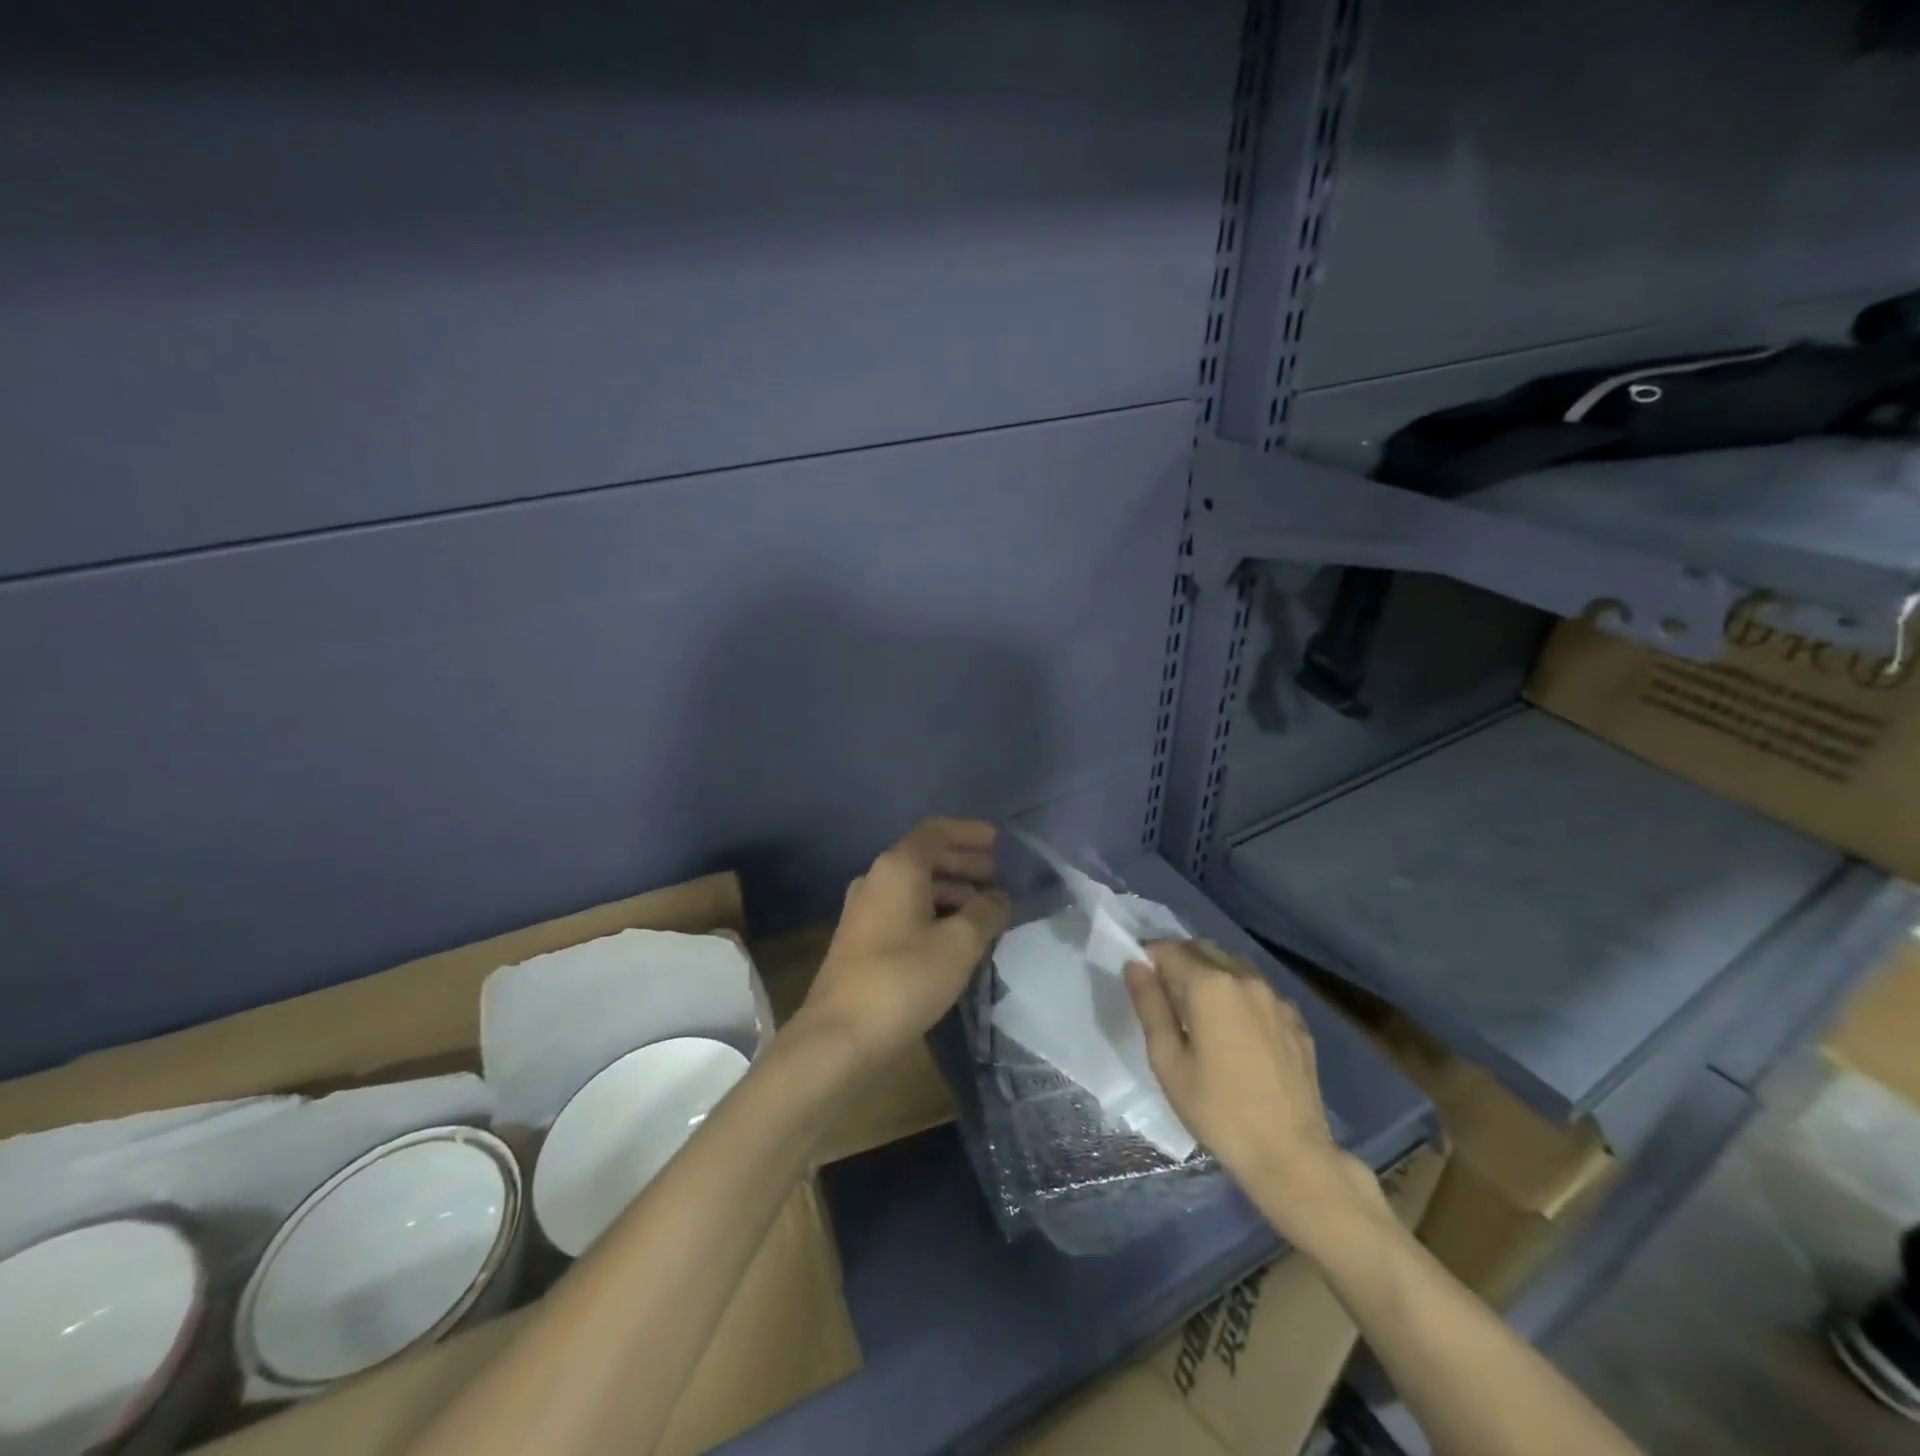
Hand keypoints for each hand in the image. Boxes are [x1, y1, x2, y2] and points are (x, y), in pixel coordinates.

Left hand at [798, 818, 1009, 1066]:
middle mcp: (876, 879)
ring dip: (950, 891)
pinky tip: (955, 937)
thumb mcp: (959, 944)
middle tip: (997, 876)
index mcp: (897, 868)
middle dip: (963, 863)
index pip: (935, 831)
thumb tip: (998, 897)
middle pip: (924, 857)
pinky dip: (933, 912)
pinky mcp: (861, 940)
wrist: (840, 1035)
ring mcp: (864, 911)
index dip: (968, 832)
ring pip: (915, 887)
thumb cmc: (904, 979)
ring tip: (984, 910)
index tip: (998, 841)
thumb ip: (985, 913)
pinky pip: (904, 910)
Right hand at [1125, 940, 1377, 1244]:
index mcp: (1210, 986)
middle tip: (1164, 993)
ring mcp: (1277, 998)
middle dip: (1180, 960)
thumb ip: (1150, 1006)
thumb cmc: (1217, 1110)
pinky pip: (1259, 989)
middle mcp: (1245, 979)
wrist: (1290, 1155)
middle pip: (1204, 949)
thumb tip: (1135, 965)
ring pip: (1234, 965)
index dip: (1149, 957)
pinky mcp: (1296, 1020)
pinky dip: (1239, 993)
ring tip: (1199, 1008)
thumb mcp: (1168, 1061)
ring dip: (1211, 972)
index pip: (1170, 950)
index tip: (1141, 978)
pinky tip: (1235, 1027)